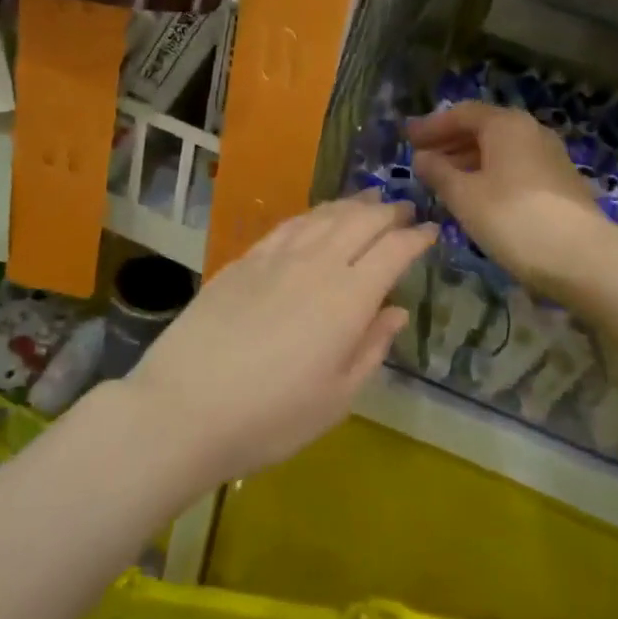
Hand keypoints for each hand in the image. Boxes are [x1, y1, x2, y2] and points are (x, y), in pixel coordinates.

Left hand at [126, 195, 434, 486]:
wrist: (185, 407)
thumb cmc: (271, 417)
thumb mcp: (337, 398)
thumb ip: (371, 348)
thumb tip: (395, 311)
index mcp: (348, 298)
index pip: (393, 251)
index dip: (417, 238)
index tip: (432, 232)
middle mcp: (316, 265)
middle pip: (361, 221)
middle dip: (389, 212)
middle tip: (405, 211)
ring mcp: (275, 258)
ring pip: (324, 216)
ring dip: (353, 205)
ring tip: (369, 202)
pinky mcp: (243, 261)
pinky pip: (288, 225)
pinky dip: (313, 215)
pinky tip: (317, 218)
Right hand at [406, 101, 609, 299]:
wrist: (582, 257)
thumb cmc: (512, 218)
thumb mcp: (464, 196)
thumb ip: (439, 172)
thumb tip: (422, 157)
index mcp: (506, 125)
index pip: (461, 113)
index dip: (431, 126)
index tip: (407, 139)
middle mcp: (530, 131)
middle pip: (483, 128)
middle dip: (450, 142)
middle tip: (421, 158)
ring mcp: (549, 156)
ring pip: (500, 149)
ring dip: (469, 160)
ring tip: (443, 180)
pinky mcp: (559, 182)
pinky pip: (515, 167)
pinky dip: (490, 174)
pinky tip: (476, 196)